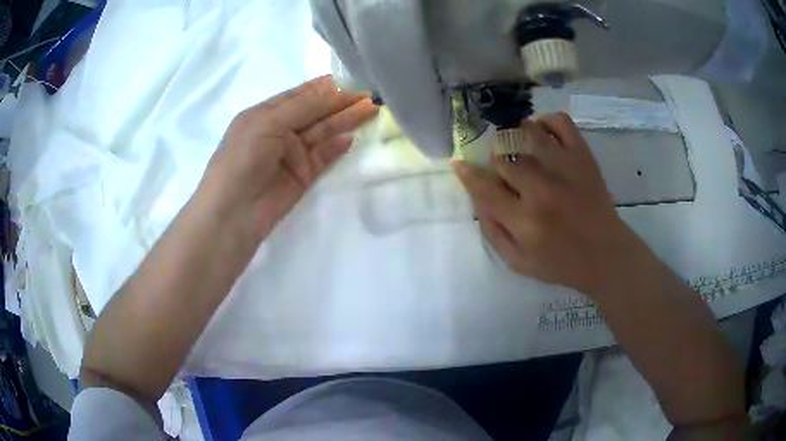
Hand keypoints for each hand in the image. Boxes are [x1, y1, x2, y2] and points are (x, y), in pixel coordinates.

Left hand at [197, 76, 377, 241]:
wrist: (233, 212)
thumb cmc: (242, 158)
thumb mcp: (268, 122)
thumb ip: (303, 106)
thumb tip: (334, 88)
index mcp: (267, 113)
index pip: (301, 94)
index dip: (326, 86)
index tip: (353, 77)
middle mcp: (281, 129)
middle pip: (316, 111)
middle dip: (341, 102)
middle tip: (370, 94)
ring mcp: (293, 153)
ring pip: (324, 132)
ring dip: (345, 121)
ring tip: (371, 109)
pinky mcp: (303, 175)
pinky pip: (324, 157)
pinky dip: (337, 148)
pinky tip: (352, 138)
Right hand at [454, 113, 644, 295]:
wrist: (605, 255)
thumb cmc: (561, 264)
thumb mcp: (518, 263)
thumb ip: (493, 232)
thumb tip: (477, 199)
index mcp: (523, 220)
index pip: (484, 188)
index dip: (467, 174)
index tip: (459, 164)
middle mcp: (540, 189)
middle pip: (504, 161)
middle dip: (498, 165)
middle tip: (505, 172)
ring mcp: (564, 168)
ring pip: (527, 137)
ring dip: (516, 139)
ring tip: (519, 146)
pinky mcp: (582, 157)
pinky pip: (561, 123)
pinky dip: (547, 120)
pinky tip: (541, 130)